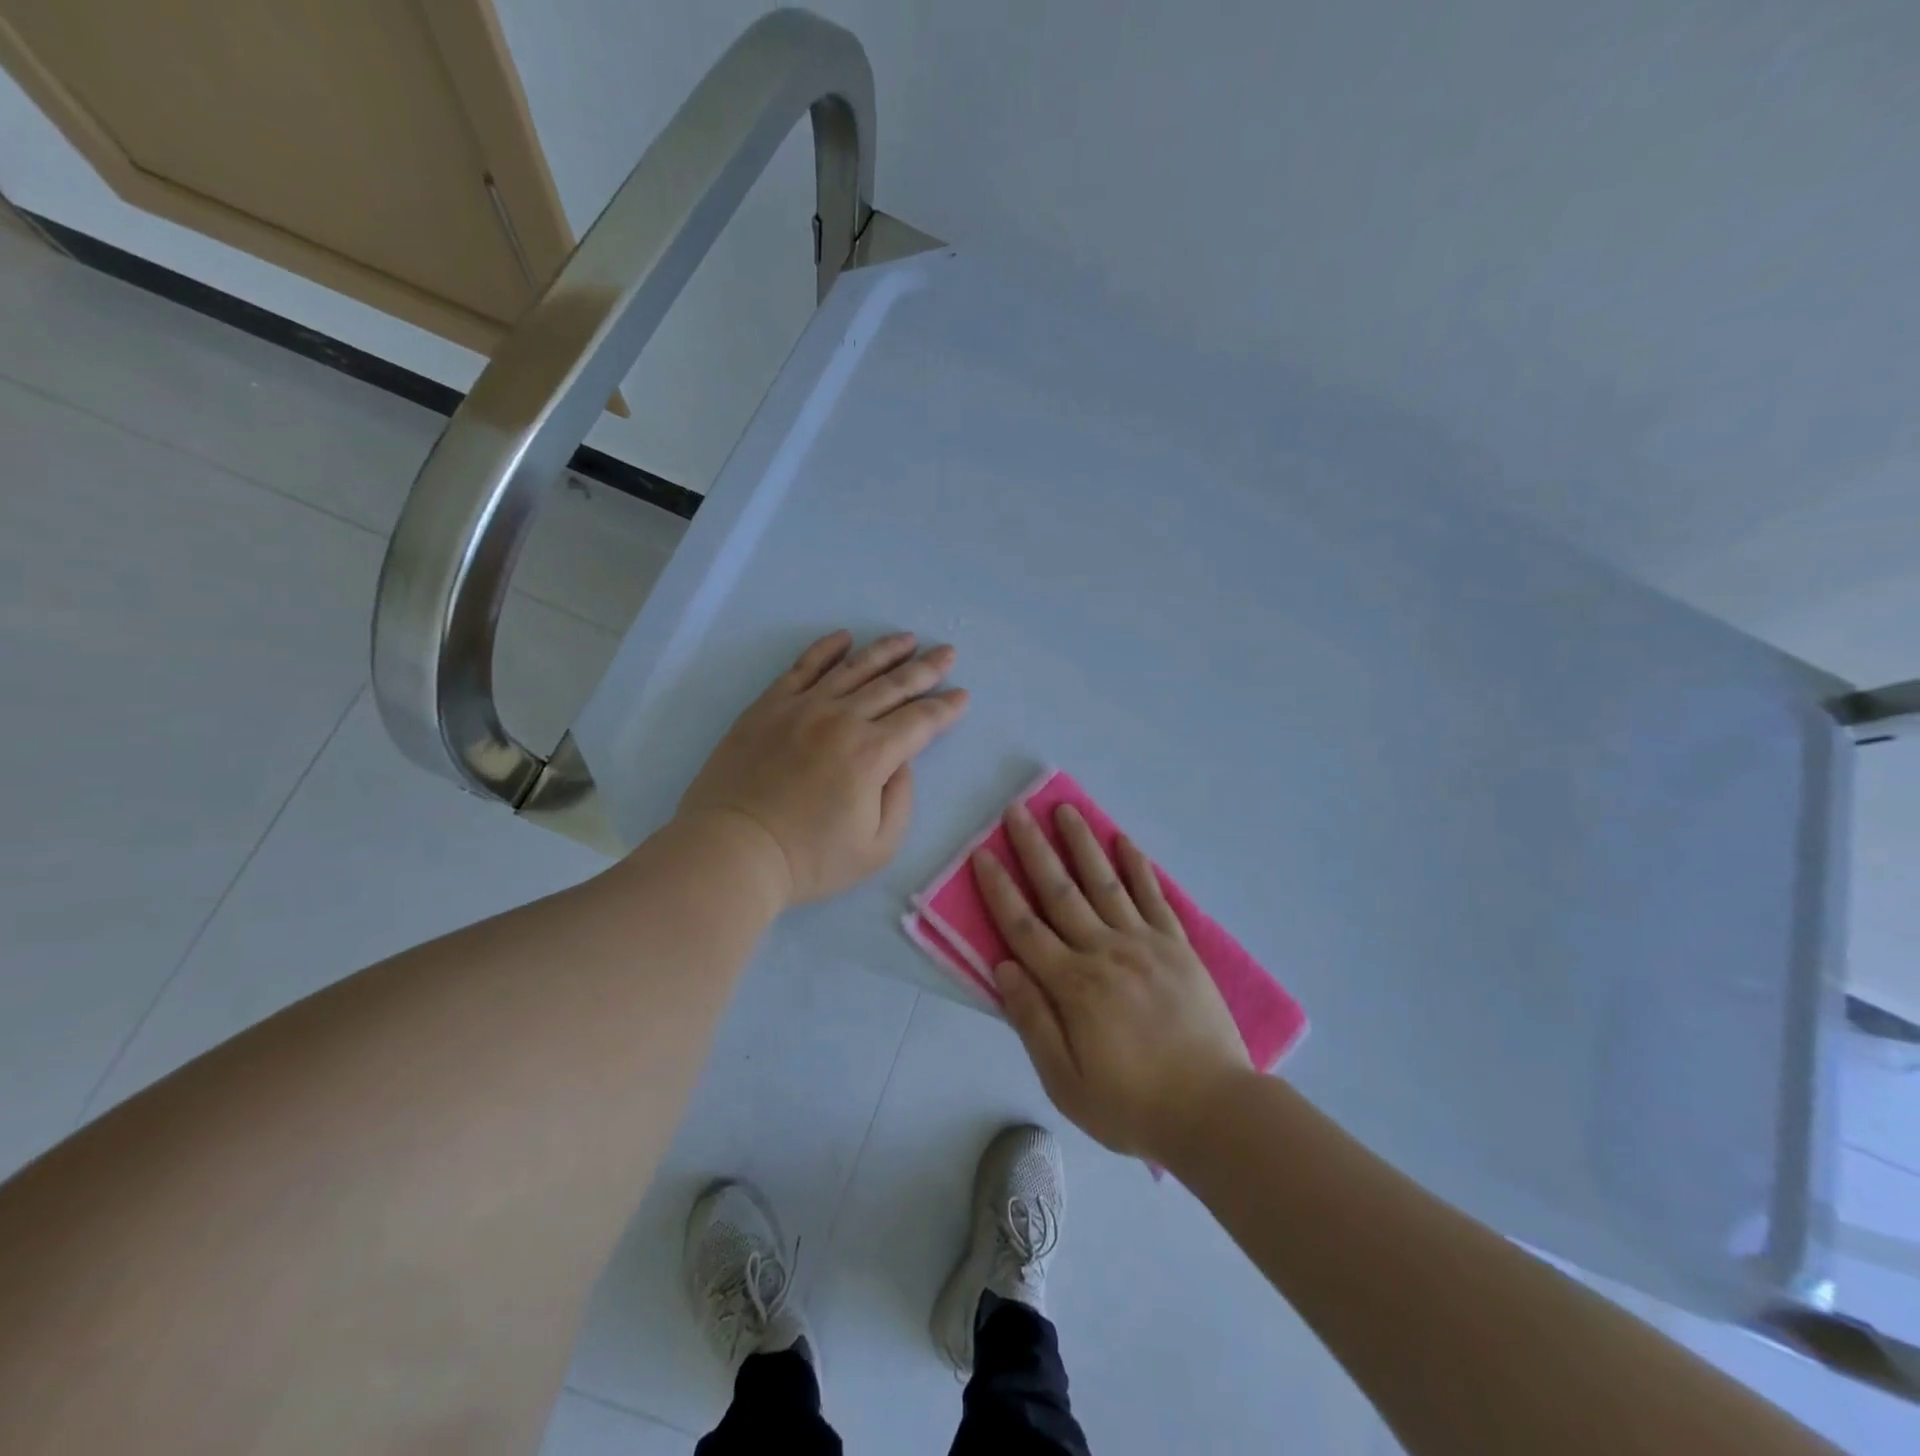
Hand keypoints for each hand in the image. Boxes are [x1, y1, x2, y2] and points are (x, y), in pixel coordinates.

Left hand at [678, 630, 966, 905]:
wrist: (733, 850)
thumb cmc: (809, 858)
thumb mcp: (877, 847)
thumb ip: (901, 799)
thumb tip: (901, 762)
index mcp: (872, 754)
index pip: (920, 721)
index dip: (946, 707)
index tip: (962, 695)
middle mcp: (842, 719)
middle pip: (894, 685)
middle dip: (926, 668)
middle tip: (947, 652)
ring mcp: (803, 707)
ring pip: (853, 668)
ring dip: (885, 650)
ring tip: (907, 638)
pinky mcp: (769, 706)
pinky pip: (802, 666)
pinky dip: (826, 649)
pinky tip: (844, 638)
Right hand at [974, 802, 1251, 1160]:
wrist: (1213, 1111)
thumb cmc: (1132, 1104)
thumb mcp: (1066, 1081)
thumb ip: (1033, 1020)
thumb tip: (1003, 966)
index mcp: (1073, 985)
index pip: (1024, 927)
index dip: (1000, 889)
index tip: (984, 853)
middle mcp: (1104, 952)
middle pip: (1060, 891)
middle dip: (1034, 849)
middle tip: (1017, 810)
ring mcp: (1145, 944)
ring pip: (1104, 883)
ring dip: (1082, 844)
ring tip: (1065, 809)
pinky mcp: (1177, 947)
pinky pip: (1154, 897)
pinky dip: (1138, 867)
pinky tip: (1124, 841)